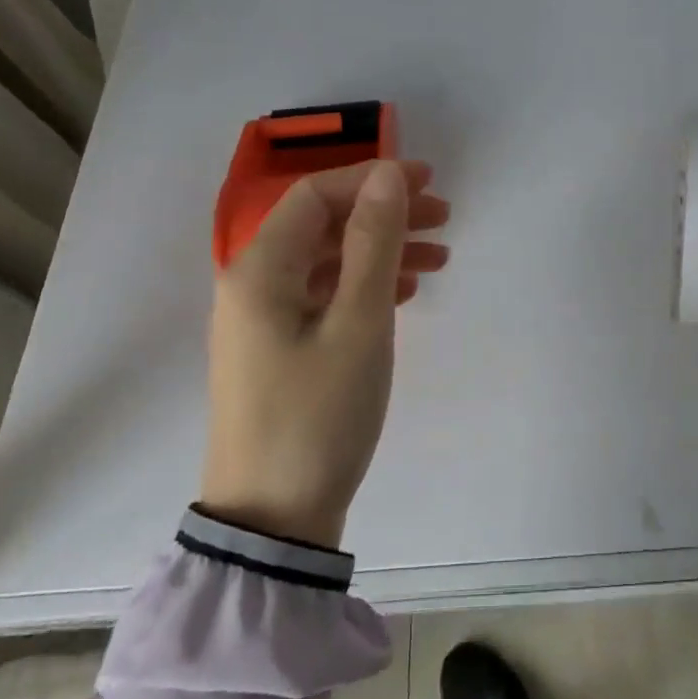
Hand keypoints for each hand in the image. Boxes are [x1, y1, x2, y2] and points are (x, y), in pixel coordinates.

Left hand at [200, 160, 450, 547]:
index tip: (427, 181)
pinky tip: (405, 293)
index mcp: (261, 269)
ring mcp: (264, 320)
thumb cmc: (318, 415)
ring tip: (439, 256)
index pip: (316, 195)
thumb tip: (389, 174)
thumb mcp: (358, 322)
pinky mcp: (280, 350)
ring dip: (382, 250)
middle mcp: (254, 284)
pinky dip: (366, 285)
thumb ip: (374, 241)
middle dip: (384, 213)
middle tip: (443, 216)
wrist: (272, 523)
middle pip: (323, 225)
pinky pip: (326, 296)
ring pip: (329, 261)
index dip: (372, 179)